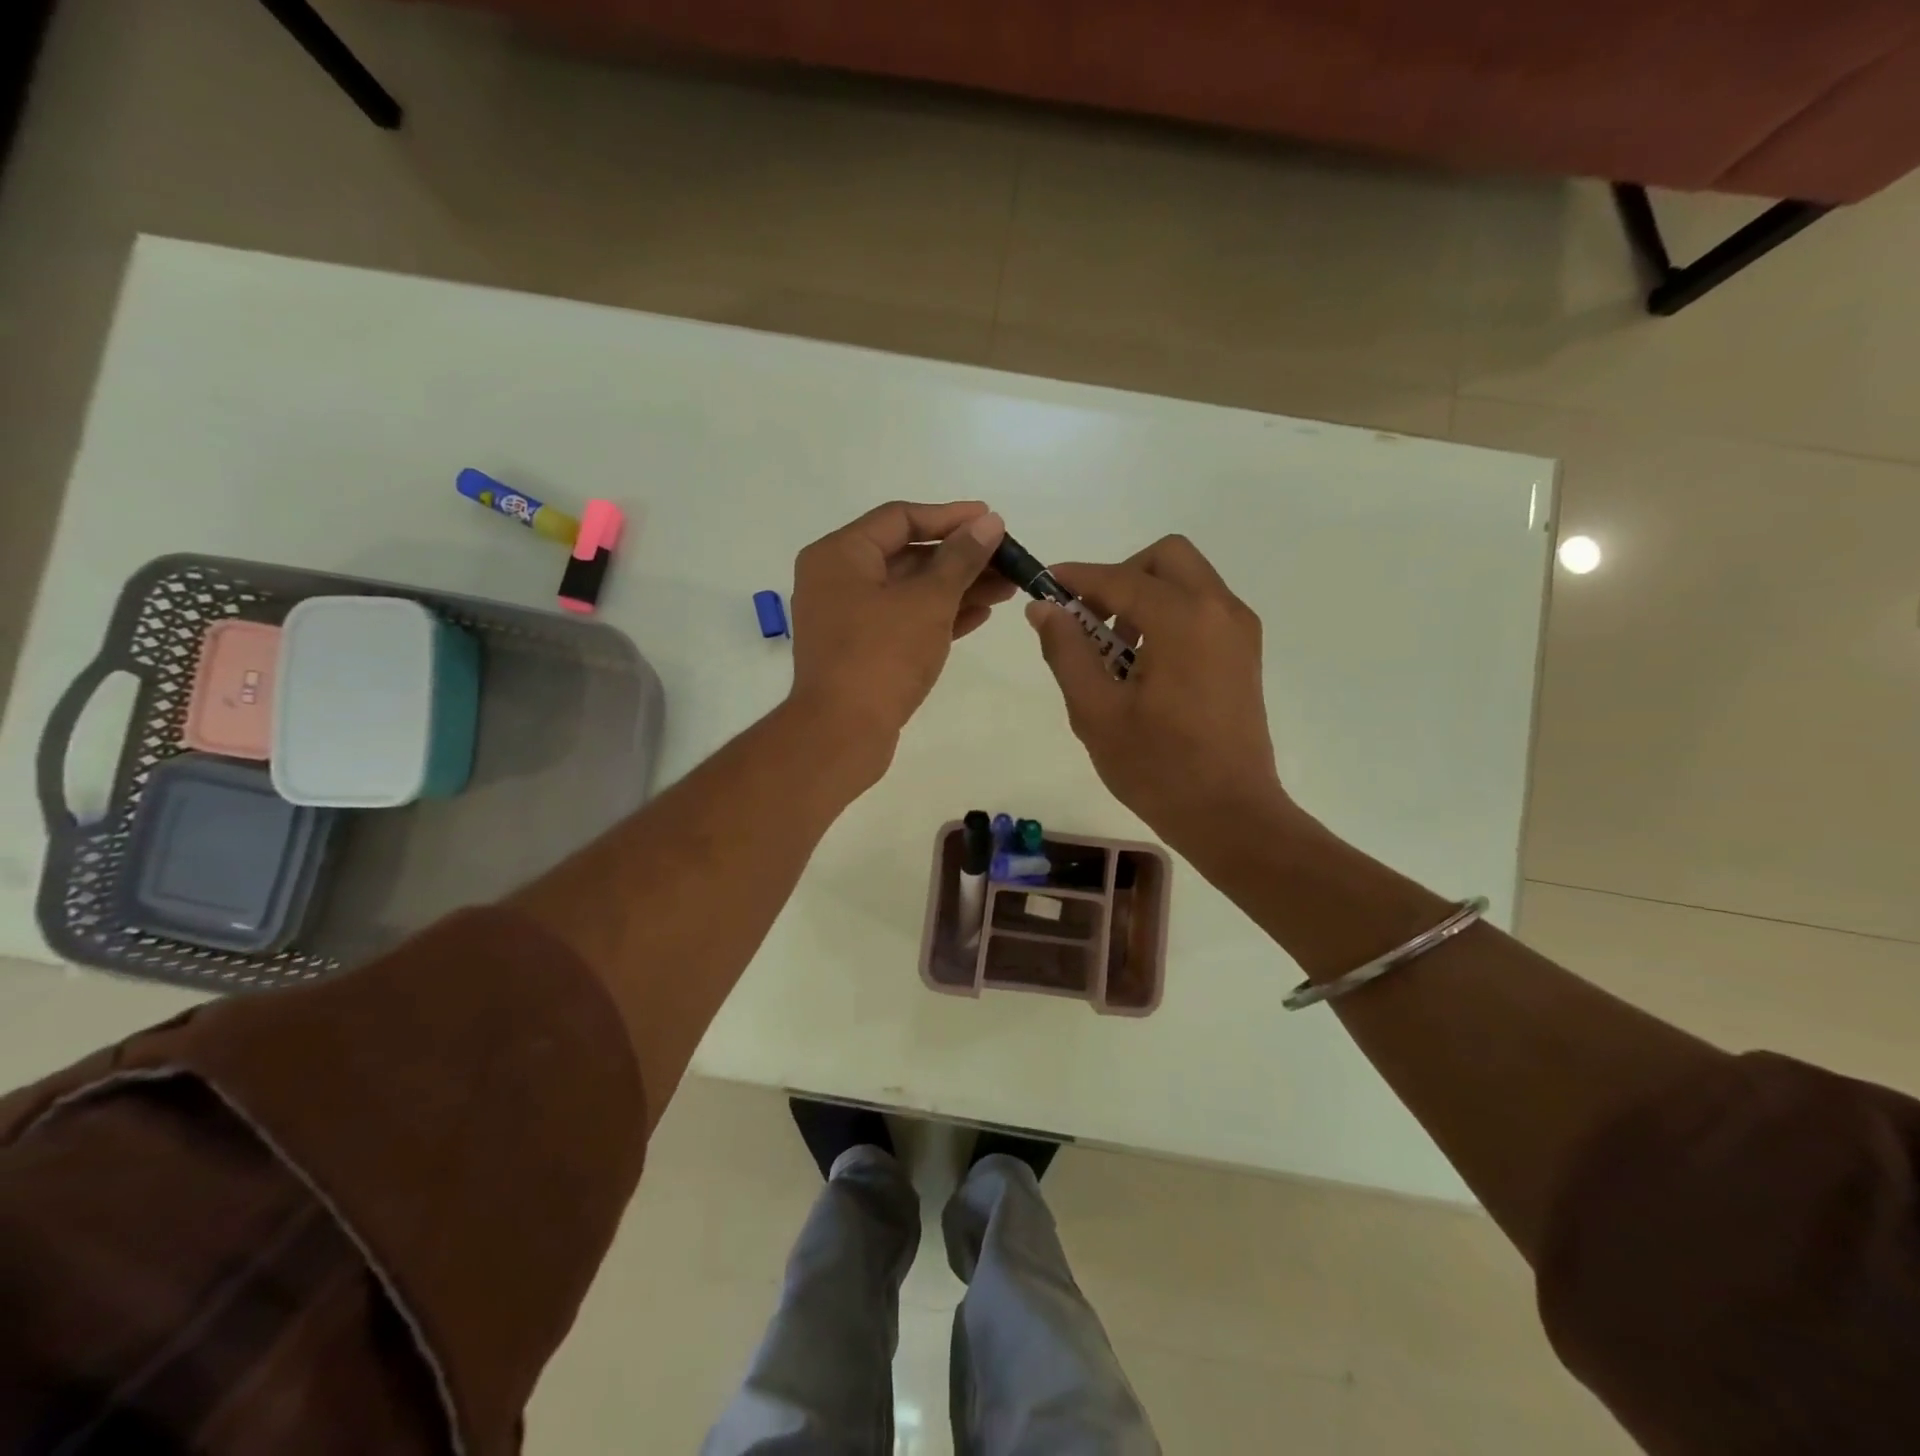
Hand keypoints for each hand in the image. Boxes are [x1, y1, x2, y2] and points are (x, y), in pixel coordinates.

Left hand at [789, 500, 1012, 774]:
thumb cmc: (882, 656)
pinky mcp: (861, 651)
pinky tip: (980, 615)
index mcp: (840, 555)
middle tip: (1007, 561)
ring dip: (957, 588)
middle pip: (907, 555)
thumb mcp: (928, 601)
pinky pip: (904, 620)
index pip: (900, 518)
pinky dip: (939, 616)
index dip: (951, 517)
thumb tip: (989, 522)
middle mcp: (838, 580)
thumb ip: (961, 558)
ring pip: (909, 591)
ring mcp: (848, 618)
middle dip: (960, 558)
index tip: (993, 520)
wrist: (842, 734)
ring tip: (1006, 589)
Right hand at [1027, 535, 1288, 854]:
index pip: (1119, 578)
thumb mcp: (1095, 711)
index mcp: (1182, 619)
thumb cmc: (1157, 767)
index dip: (1076, 578)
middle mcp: (1219, 610)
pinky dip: (1170, 614)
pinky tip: (1147, 663)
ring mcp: (1239, 631)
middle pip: (1165, 558)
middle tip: (1089, 618)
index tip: (1044, 586)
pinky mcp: (1245, 654)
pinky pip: (1203, 608)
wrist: (1230, 814)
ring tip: (1114, 649)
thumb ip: (1066, 651)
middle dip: (1120, 577)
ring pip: (1187, 580)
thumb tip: (1044, 608)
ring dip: (1145, 595)